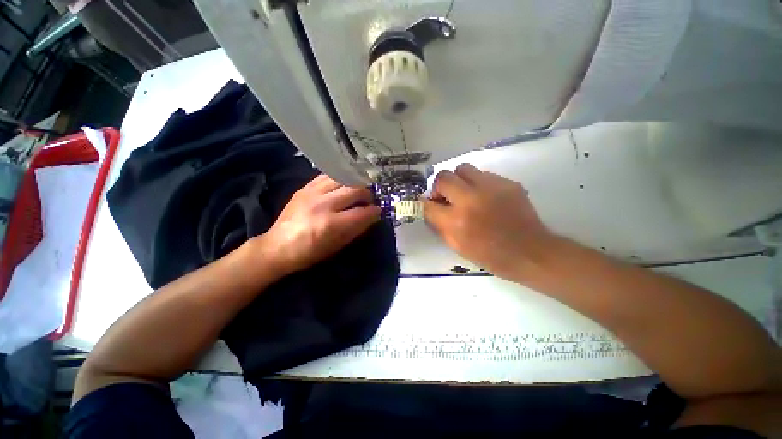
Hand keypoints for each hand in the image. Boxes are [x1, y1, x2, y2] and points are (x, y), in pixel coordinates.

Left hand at [257, 175, 381, 275]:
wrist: (277, 246)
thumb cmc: (310, 252)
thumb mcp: (337, 246)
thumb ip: (357, 229)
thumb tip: (373, 216)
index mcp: (331, 224)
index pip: (362, 212)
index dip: (374, 211)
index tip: (379, 211)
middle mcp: (323, 204)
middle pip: (355, 190)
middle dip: (368, 194)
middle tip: (370, 200)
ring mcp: (312, 192)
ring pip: (343, 178)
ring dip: (355, 183)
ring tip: (358, 190)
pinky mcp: (305, 187)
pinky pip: (327, 176)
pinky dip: (340, 179)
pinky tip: (343, 184)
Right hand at [423, 163, 552, 279]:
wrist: (530, 252)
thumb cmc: (490, 255)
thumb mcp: (457, 246)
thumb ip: (439, 225)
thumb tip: (431, 208)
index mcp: (456, 221)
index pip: (428, 204)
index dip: (425, 203)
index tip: (429, 204)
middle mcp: (471, 199)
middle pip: (443, 177)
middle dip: (440, 187)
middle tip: (447, 198)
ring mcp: (491, 187)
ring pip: (463, 168)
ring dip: (459, 181)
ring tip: (466, 194)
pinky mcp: (507, 182)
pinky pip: (483, 174)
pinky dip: (478, 184)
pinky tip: (487, 198)